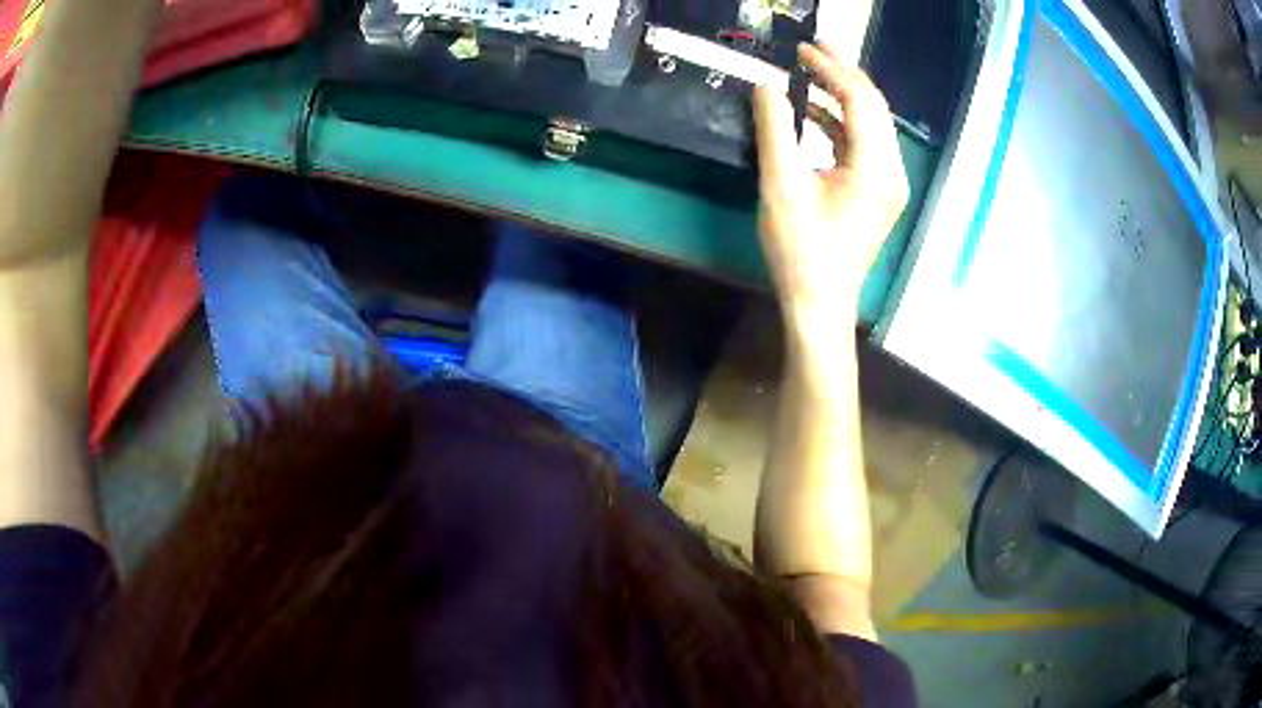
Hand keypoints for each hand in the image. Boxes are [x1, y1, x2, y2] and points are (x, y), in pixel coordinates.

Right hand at [753, 43, 908, 328]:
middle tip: (810, 49)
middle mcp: (891, 170)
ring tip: (808, 73)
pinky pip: (862, 144)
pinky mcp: (876, 192)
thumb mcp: (781, 184)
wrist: (819, 302)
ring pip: (869, 123)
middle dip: (842, 74)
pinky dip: (839, 123)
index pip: (860, 99)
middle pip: (873, 106)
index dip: (832, 68)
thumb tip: (766, 85)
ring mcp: (887, 183)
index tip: (801, 49)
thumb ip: (774, 128)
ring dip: (840, 96)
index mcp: (876, 167)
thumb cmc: (801, 249)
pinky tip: (811, 112)